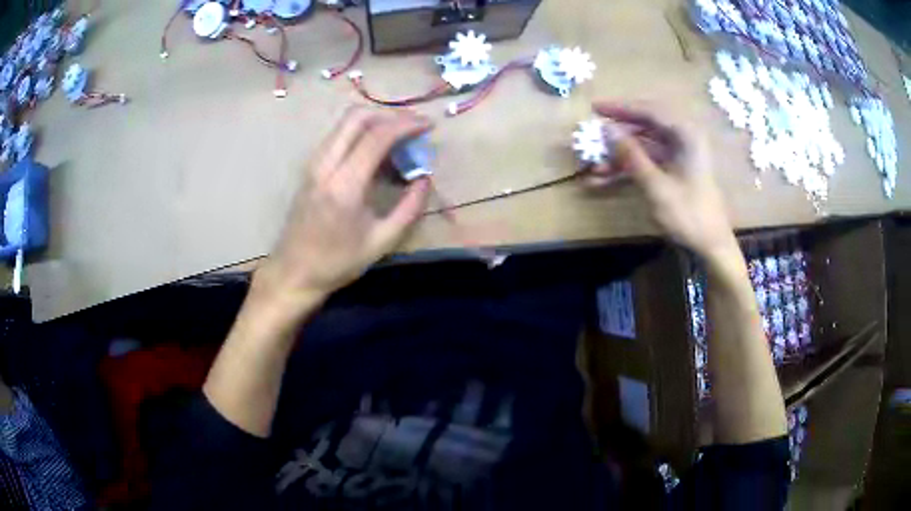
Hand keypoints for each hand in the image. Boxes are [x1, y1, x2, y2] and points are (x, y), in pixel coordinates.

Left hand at [254, 107, 431, 310]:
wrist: (294, 272)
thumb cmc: (337, 262)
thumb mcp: (382, 242)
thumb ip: (409, 208)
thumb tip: (425, 178)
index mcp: (344, 185)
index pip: (377, 136)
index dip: (406, 124)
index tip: (428, 126)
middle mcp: (325, 165)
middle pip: (357, 116)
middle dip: (390, 114)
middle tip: (413, 127)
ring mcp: (313, 163)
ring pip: (345, 122)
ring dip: (375, 121)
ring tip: (398, 139)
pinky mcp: (310, 167)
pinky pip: (338, 135)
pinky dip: (361, 133)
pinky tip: (376, 153)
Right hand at [591, 103, 736, 259]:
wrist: (710, 247)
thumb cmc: (688, 215)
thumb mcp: (656, 185)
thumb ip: (631, 155)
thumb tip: (606, 129)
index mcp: (686, 135)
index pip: (649, 111)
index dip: (620, 108)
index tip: (595, 108)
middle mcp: (683, 139)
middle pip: (645, 127)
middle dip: (617, 134)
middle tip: (592, 135)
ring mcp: (679, 157)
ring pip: (643, 147)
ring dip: (619, 156)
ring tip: (593, 167)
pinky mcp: (675, 172)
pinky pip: (648, 162)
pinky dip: (628, 169)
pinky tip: (605, 180)